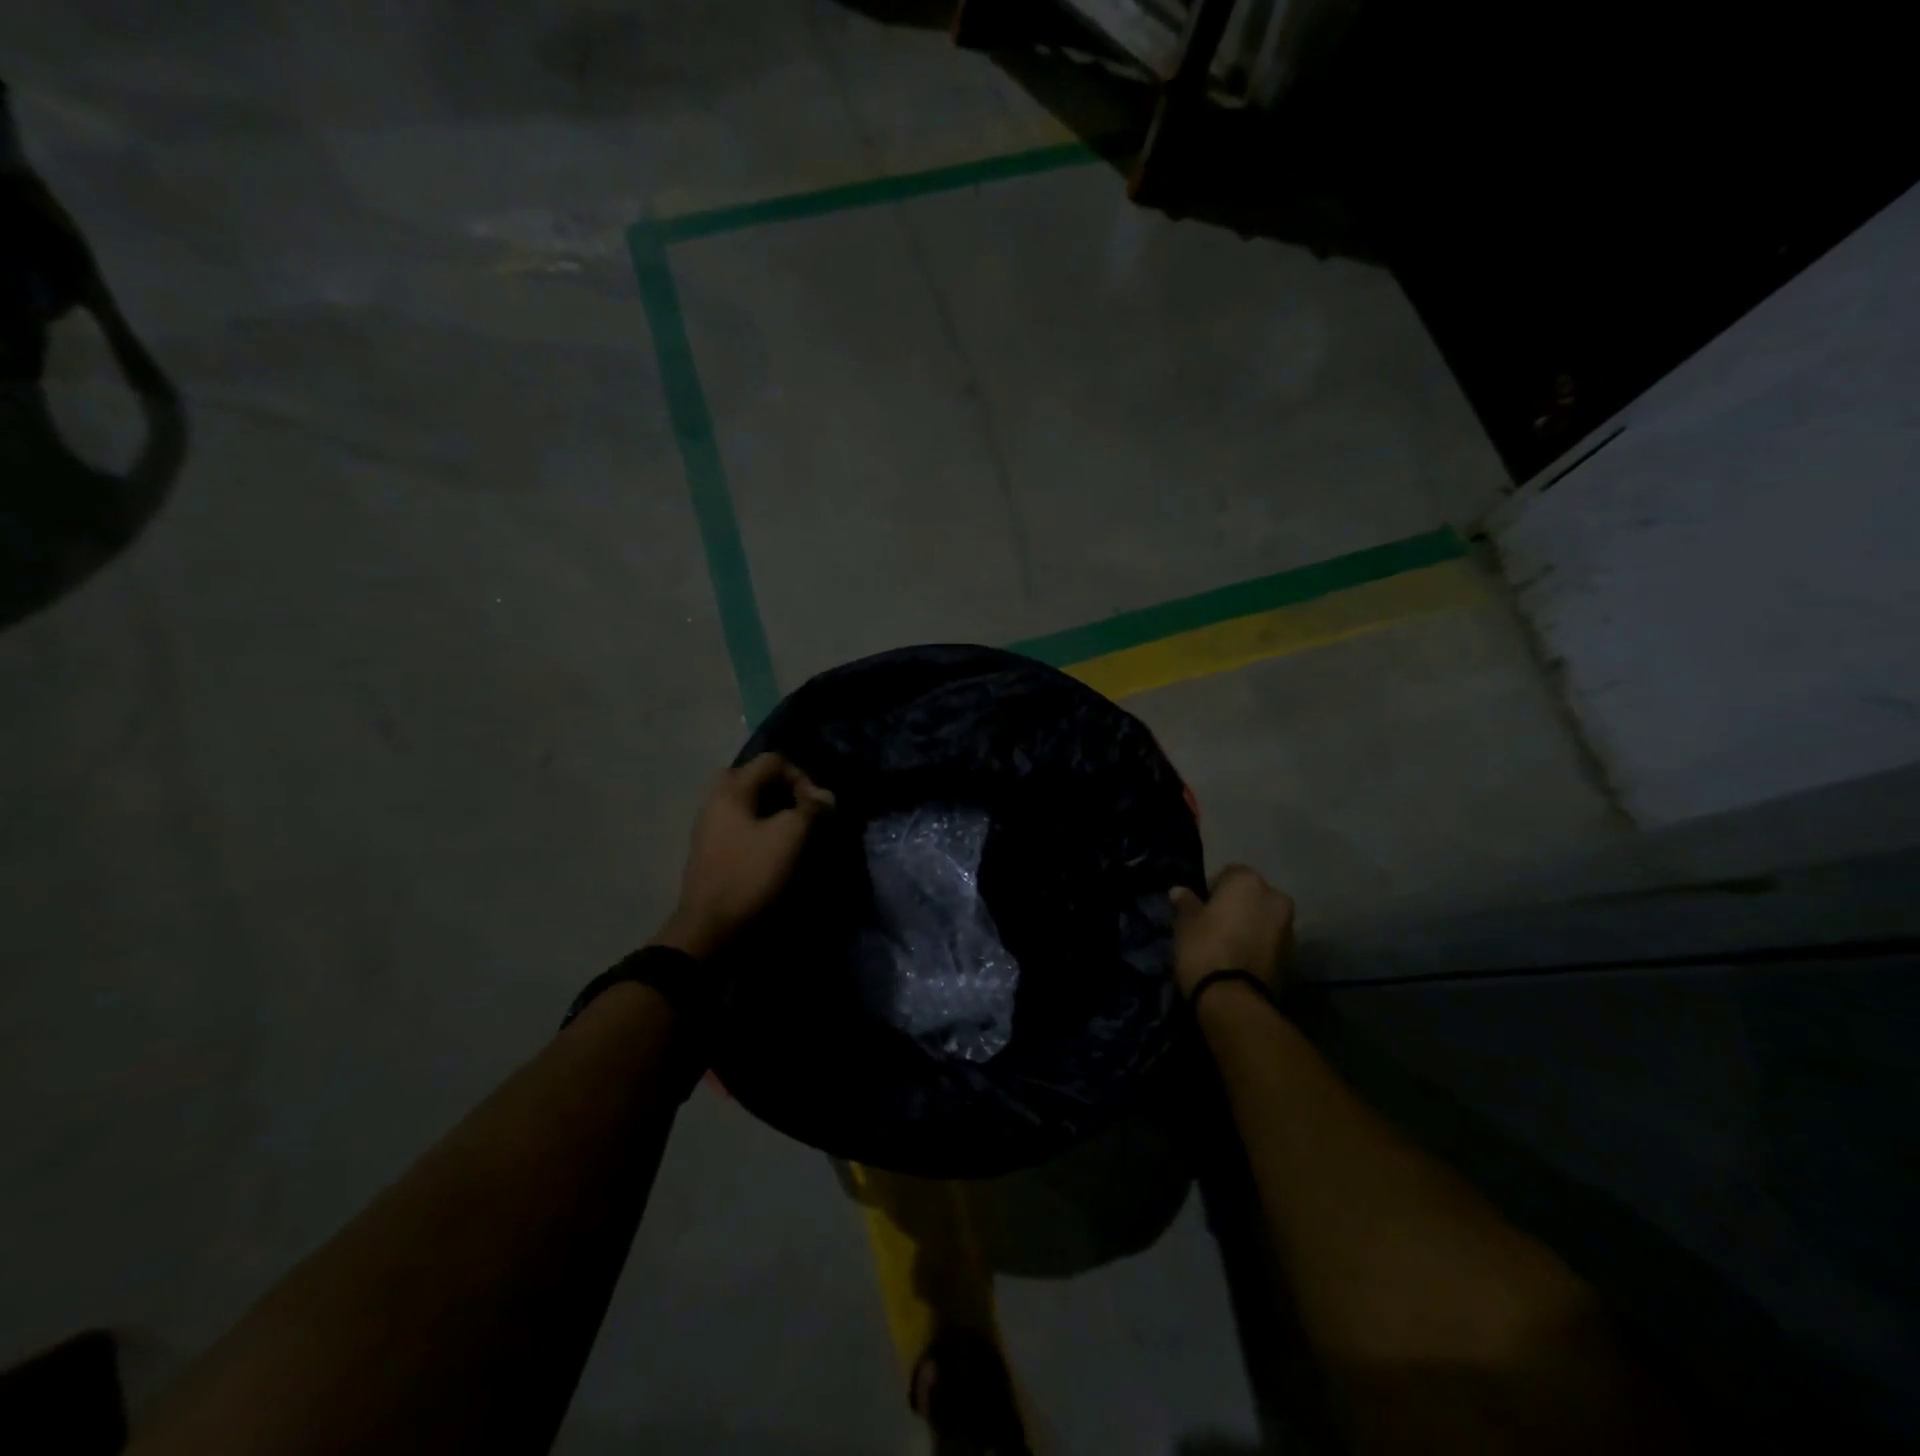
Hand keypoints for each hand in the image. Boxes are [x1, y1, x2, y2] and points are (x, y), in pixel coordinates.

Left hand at [653, 754, 834, 961]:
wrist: (710, 926)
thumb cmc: (750, 873)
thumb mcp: (789, 837)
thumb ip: (811, 809)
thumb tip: (827, 796)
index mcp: (732, 790)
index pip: (773, 761)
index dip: (801, 777)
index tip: (816, 806)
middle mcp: (716, 800)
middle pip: (758, 779)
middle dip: (787, 792)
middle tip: (805, 813)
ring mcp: (711, 826)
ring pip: (750, 803)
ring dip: (776, 811)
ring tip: (796, 833)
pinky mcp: (713, 849)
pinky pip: (742, 824)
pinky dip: (763, 828)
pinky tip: (777, 849)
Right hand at [1170, 865, 1295, 1000]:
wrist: (1234, 999)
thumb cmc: (1204, 948)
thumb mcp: (1185, 924)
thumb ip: (1186, 903)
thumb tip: (1179, 891)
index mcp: (1248, 881)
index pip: (1229, 874)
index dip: (1213, 890)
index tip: (1200, 908)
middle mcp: (1274, 897)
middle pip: (1252, 896)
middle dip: (1237, 907)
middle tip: (1214, 925)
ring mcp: (1288, 927)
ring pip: (1263, 919)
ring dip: (1249, 926)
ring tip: (1227, 945)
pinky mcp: (1292, 956)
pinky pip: (1270, 941)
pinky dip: (1258, 945)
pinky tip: (1239, 960)